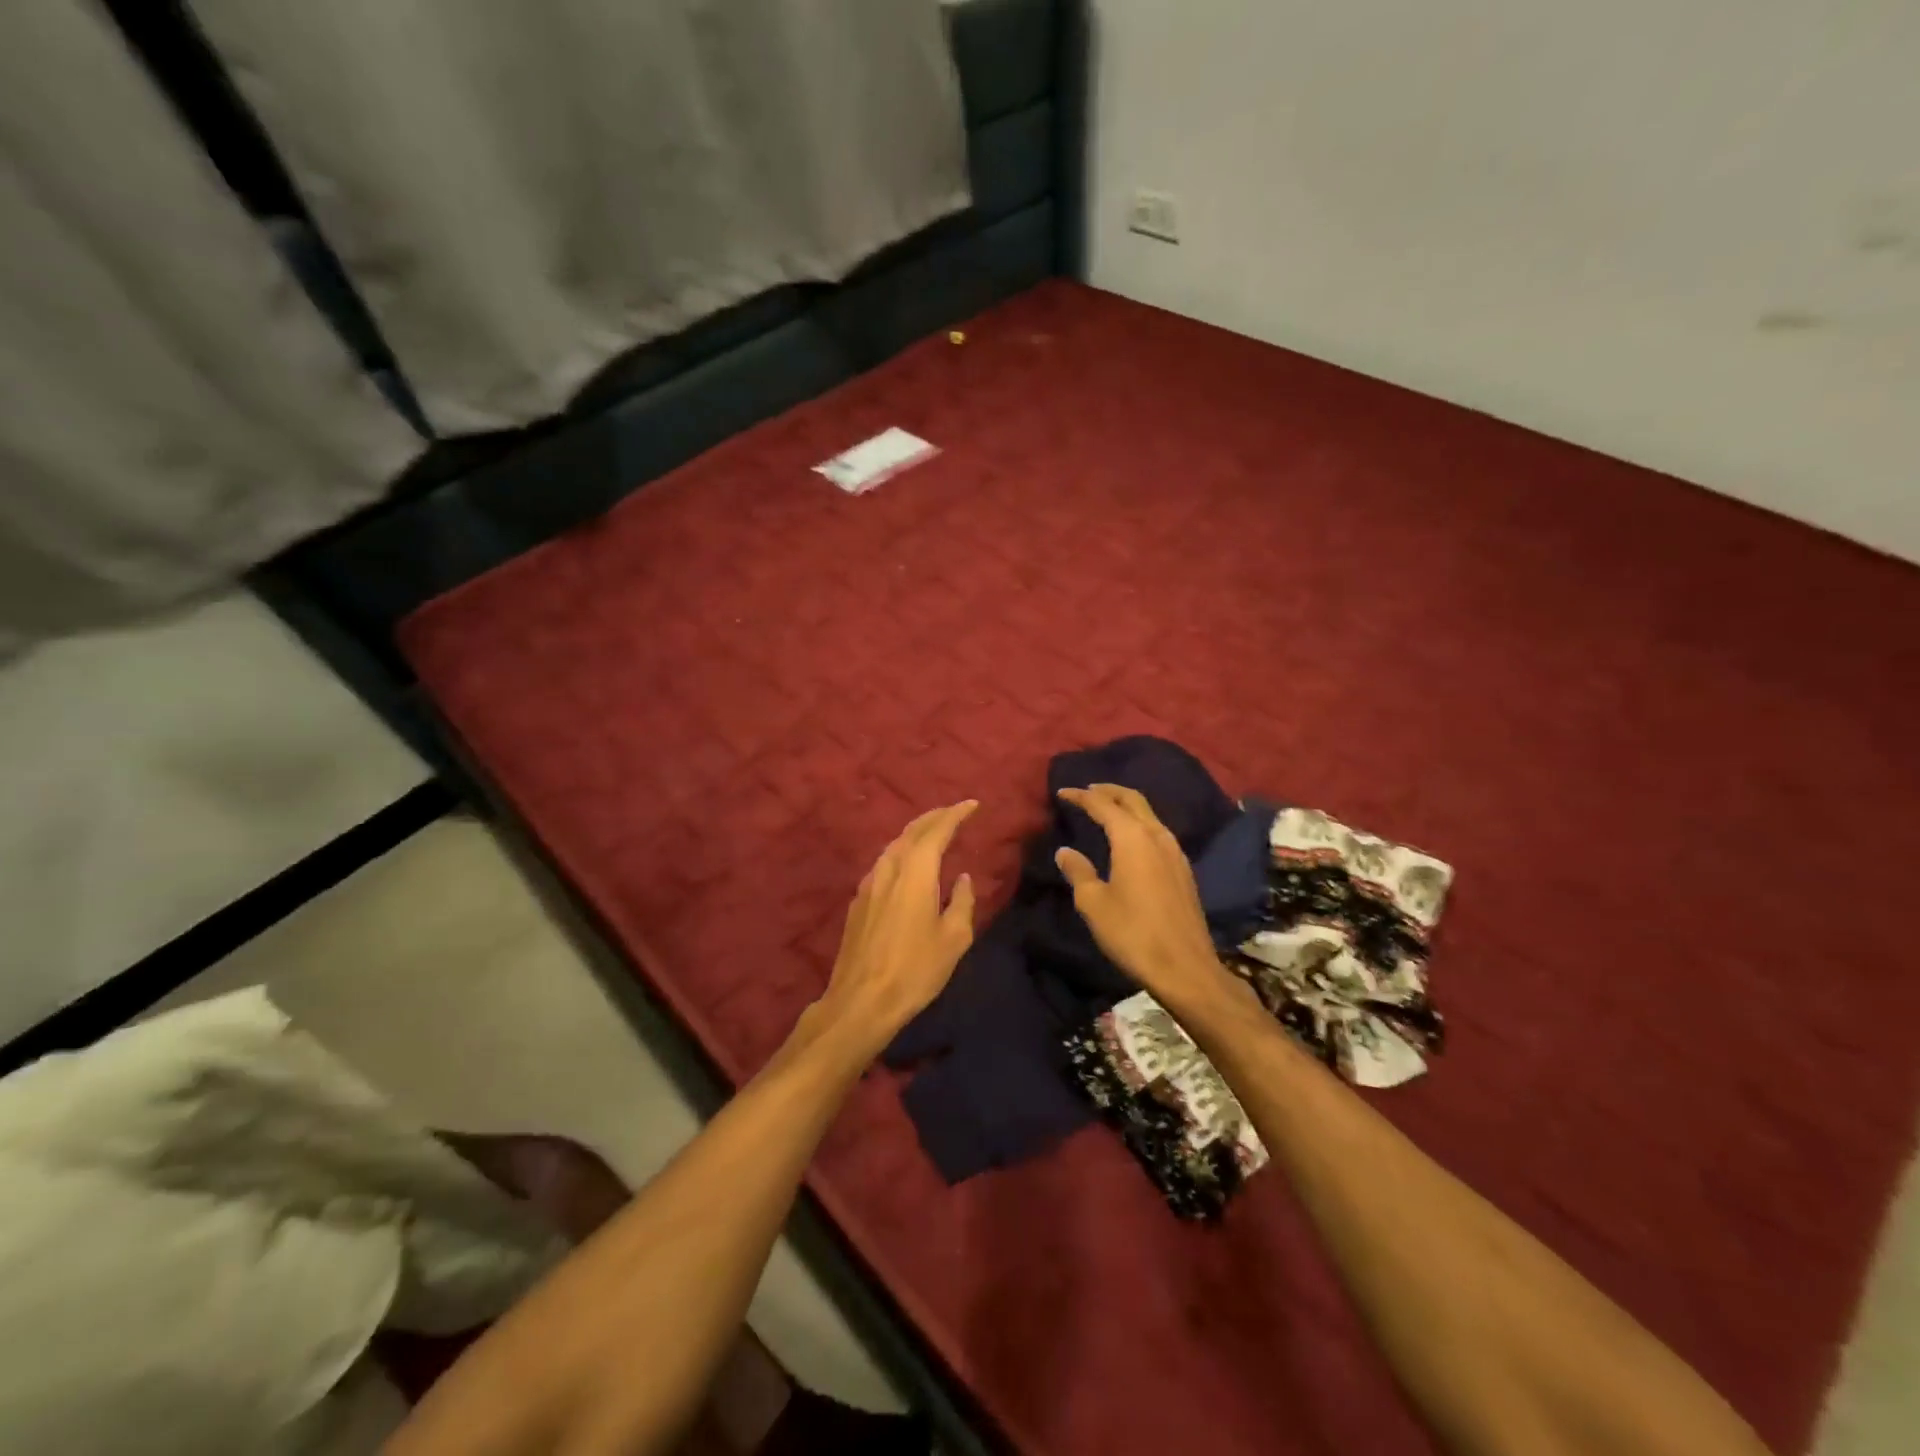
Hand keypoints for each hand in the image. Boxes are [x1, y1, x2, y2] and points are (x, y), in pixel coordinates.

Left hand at [817, 800, 978, 1051]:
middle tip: (954, 812)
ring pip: (894, 845)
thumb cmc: (915, 970)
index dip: (955, 814)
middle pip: (912, 831)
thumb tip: (962, 879)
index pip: (936, 831)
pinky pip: (884, 863)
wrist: (861, 1000)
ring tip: (933, 833)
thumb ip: (962, 902)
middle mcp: (889, 869)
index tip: (972, 805)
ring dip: (916, 833)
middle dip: (935, 817)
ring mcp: (868, 884)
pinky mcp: (858, 901)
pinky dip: (902, 852)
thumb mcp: (954, 939)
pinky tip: (908, 864)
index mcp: (916, 873)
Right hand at [1054, 784, 1231, 1008]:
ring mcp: (1175, 851)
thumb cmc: (1132, 933)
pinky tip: (1130, 838)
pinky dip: (1139, 823)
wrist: (1185, 967)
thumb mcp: (1094, 903)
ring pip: (1149, 814)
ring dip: (1127, 806)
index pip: (1103, 804)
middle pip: (1133, 800)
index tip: (1062, 792)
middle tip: (1087, 790)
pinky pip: (1158, 832)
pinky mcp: (1183, 869)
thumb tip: (1065, 851)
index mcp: (1132, 838)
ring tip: (1107, 810)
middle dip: (1108, 791)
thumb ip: (1078, 871)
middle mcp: (1157, 835)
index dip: (1081, 796)